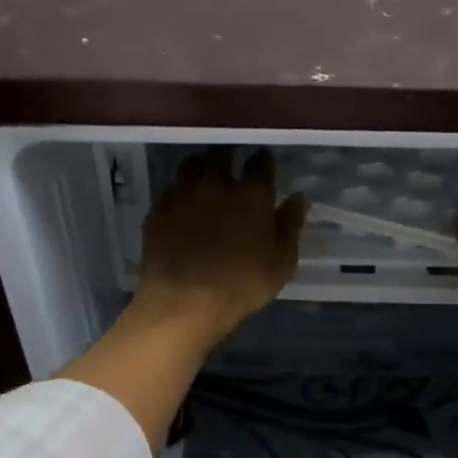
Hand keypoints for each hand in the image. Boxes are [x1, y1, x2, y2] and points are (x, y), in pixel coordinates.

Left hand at [132, 148, 306, 347]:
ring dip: (201, 165)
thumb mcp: (281, 264)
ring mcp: (183, 195)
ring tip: (205, 174)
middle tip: (232, 163)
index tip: (264, 163)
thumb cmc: (241, 287)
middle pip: (221, 154)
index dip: (263, 160)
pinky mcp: (158, 211)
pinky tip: (181, 201)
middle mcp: (216, 185)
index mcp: (251, 195)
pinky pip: (169, 189)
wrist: (183, 303)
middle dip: (229, 155)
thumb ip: (290, 226)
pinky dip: (178, 190)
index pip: (260, 163)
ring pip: (190, 164)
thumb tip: (298, 197)